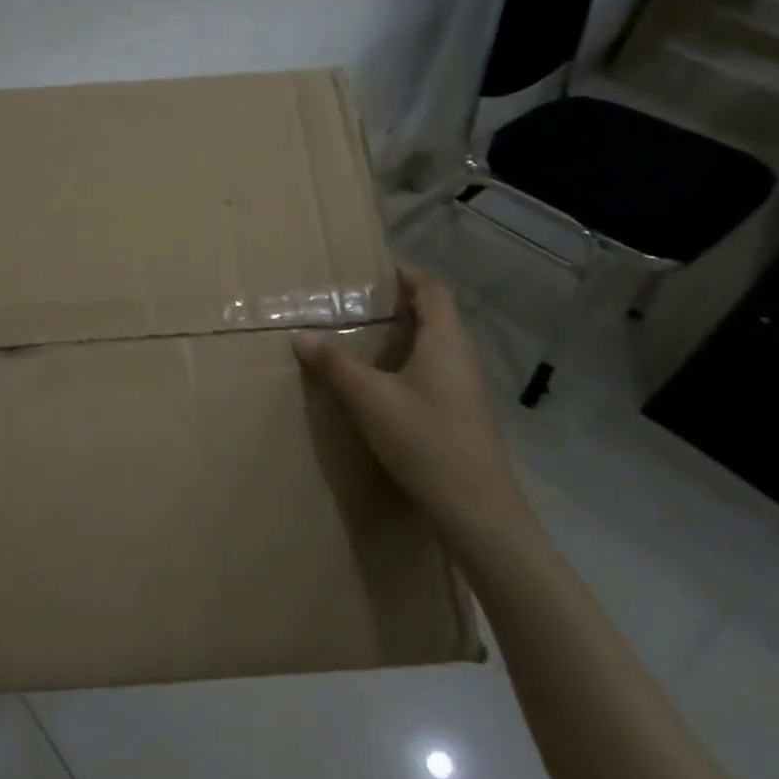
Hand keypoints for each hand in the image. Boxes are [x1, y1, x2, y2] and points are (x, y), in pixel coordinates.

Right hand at [292, 265, 531, 549]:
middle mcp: (461, 358)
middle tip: (355, 302)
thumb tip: (301, 335)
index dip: (406, 273)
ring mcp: (466, 389)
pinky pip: (433, 371)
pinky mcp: (462, 414)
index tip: (372, 268)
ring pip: (434, 346)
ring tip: (361, 337)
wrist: (478, 511)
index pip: (432, 289)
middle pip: (434, 315)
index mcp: (445, 342)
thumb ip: (335, 365)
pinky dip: (407, 363)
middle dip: (398, 303)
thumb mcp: (370, 399)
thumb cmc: (425, 441)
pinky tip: (381, 383)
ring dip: (402, 335)